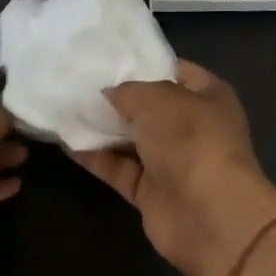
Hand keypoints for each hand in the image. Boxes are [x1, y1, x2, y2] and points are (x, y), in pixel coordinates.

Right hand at [73, 60, 275, 275]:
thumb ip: (128, 91)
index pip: (174, 70)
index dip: (143, 63)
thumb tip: (109, 94)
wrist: (210, 217)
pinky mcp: (151, 192)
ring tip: (65, 107)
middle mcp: (192, 126)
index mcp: (208, 96)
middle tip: (77, 82)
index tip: (106, 57)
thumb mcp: (157, 99)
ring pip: (131, 138)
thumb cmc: (191, 141)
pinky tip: (67, 142)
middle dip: (117, 97)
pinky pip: (119, 168)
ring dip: (102, 127)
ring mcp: (172, 161)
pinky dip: (96, 158)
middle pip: (149, 106)